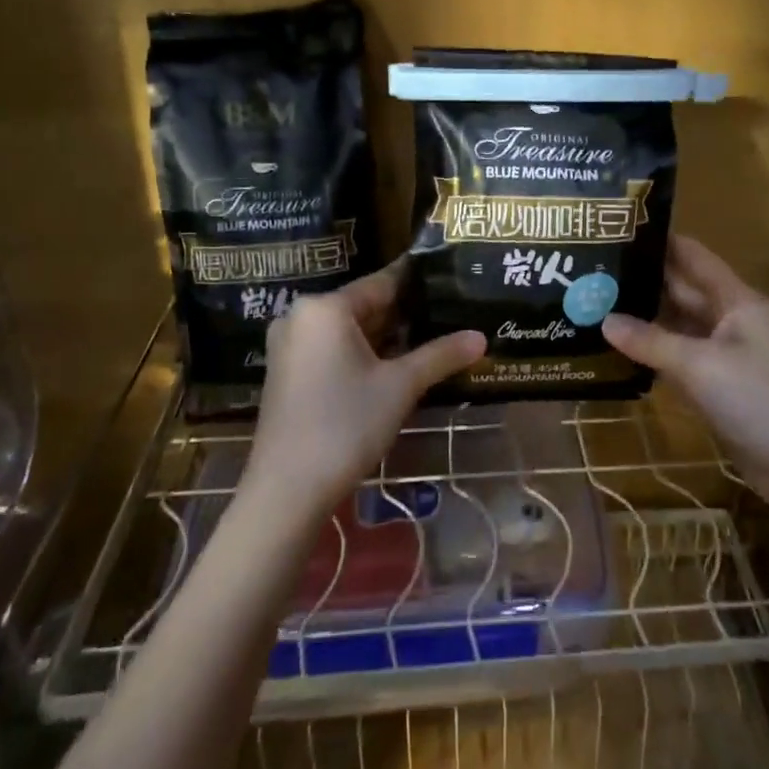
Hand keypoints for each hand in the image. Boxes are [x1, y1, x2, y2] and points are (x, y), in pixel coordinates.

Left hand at [245, 261, 484, 516]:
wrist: (286, 491)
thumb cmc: (345, 425)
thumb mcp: (401, 386)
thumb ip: (441, 355)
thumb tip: (481, 337)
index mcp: (325, 307)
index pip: (382, 282)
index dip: (419, 282)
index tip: (450, 277)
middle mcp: (301, 316)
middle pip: (364, 305)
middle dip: (406, 314)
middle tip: (451, 312)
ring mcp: (290, 346)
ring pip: (349, 330)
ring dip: (387, 337)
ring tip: (433, 337)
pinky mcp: (287, 373)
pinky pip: (333, 349)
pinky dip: (363, 354)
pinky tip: (397, 365)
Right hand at [602, 235, 768, 505]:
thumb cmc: (759, 398)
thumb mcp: (701, 365)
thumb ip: (651, 342)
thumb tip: (604, 321)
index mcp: (735, 300)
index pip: (693, 257)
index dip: (660, 241)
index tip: (618, 229)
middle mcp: (728, 320)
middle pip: (681, 290)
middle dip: (642, 280)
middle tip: (593, 271)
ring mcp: (723, 354)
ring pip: (677, 326)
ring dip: (643, 318)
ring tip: (595, 304)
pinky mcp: (717, 386)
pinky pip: (678, 359)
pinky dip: (652, 353)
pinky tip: (618, 350)